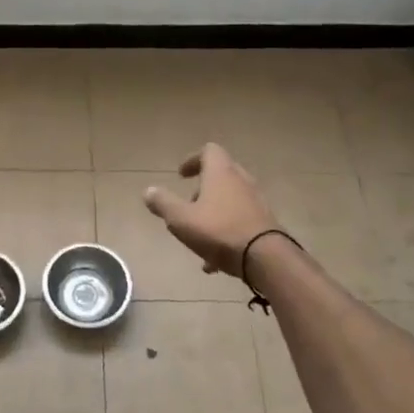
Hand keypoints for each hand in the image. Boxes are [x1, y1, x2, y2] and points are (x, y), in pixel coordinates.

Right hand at [143, 144, 278, 278]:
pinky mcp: (264, 222)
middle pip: (220, 175)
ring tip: (197, 238)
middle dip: (201, 190)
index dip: (193, 160)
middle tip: (188, 207)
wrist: (265, 257)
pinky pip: (240, 221)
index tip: (181, 175)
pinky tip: (213, 261)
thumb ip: (163, 203)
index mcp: (221, 172)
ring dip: (213, 213)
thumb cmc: (219, 231)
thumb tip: (148, 191)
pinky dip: (225, 232)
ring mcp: (256, 201)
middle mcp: (241, 180)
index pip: (209, 151)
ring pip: (229, 201)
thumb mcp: (181, 219)